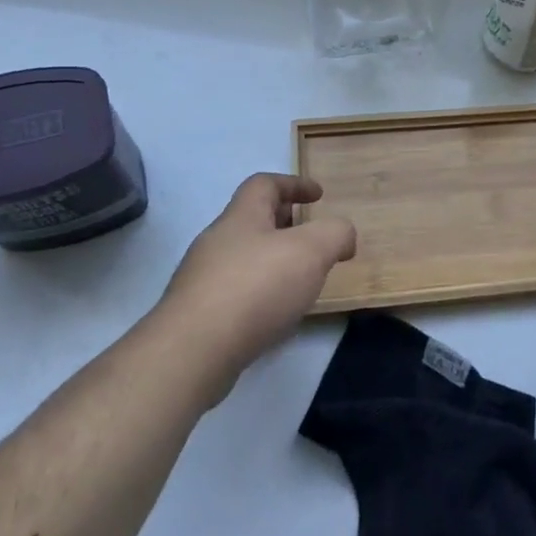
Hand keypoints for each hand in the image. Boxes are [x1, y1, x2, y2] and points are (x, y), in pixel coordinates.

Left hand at [155, 173, 355, 403]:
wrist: (193, 351)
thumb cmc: (256, 287)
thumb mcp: (311, 250)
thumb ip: (335, 234)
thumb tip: (342, 236)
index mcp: (241, 217)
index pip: (264, 184)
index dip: (293, 184)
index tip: (318, 195)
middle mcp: (217, 241)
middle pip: (252, 221)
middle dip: (285, 225)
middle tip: (313, 241)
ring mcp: (202, 279)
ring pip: (244, 258)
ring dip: (273, 262)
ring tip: (301, 282)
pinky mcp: (198, 315)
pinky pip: (236, 292)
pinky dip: (260, 293)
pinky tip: (276, 315)